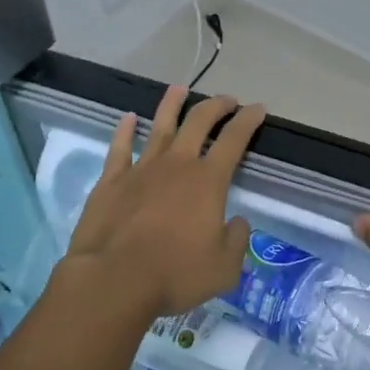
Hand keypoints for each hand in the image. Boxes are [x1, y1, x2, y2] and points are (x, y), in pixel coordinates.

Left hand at [64, 85, 265, 318]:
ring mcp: (142, 169)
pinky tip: (127, 118)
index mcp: (208, 181)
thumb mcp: (224, 268)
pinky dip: (124, 130)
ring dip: (172, 105)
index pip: (234, 139)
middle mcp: (177, 164)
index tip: (258, 108)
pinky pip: (120, 148)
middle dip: (216, 105)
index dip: (249, 120)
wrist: (113, 280)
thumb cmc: (174, 274)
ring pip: (159, 126)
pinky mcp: (112, 181)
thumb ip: (236, 241)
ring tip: (179, 89)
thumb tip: (238, 222)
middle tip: (227, 99)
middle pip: (198, 122)